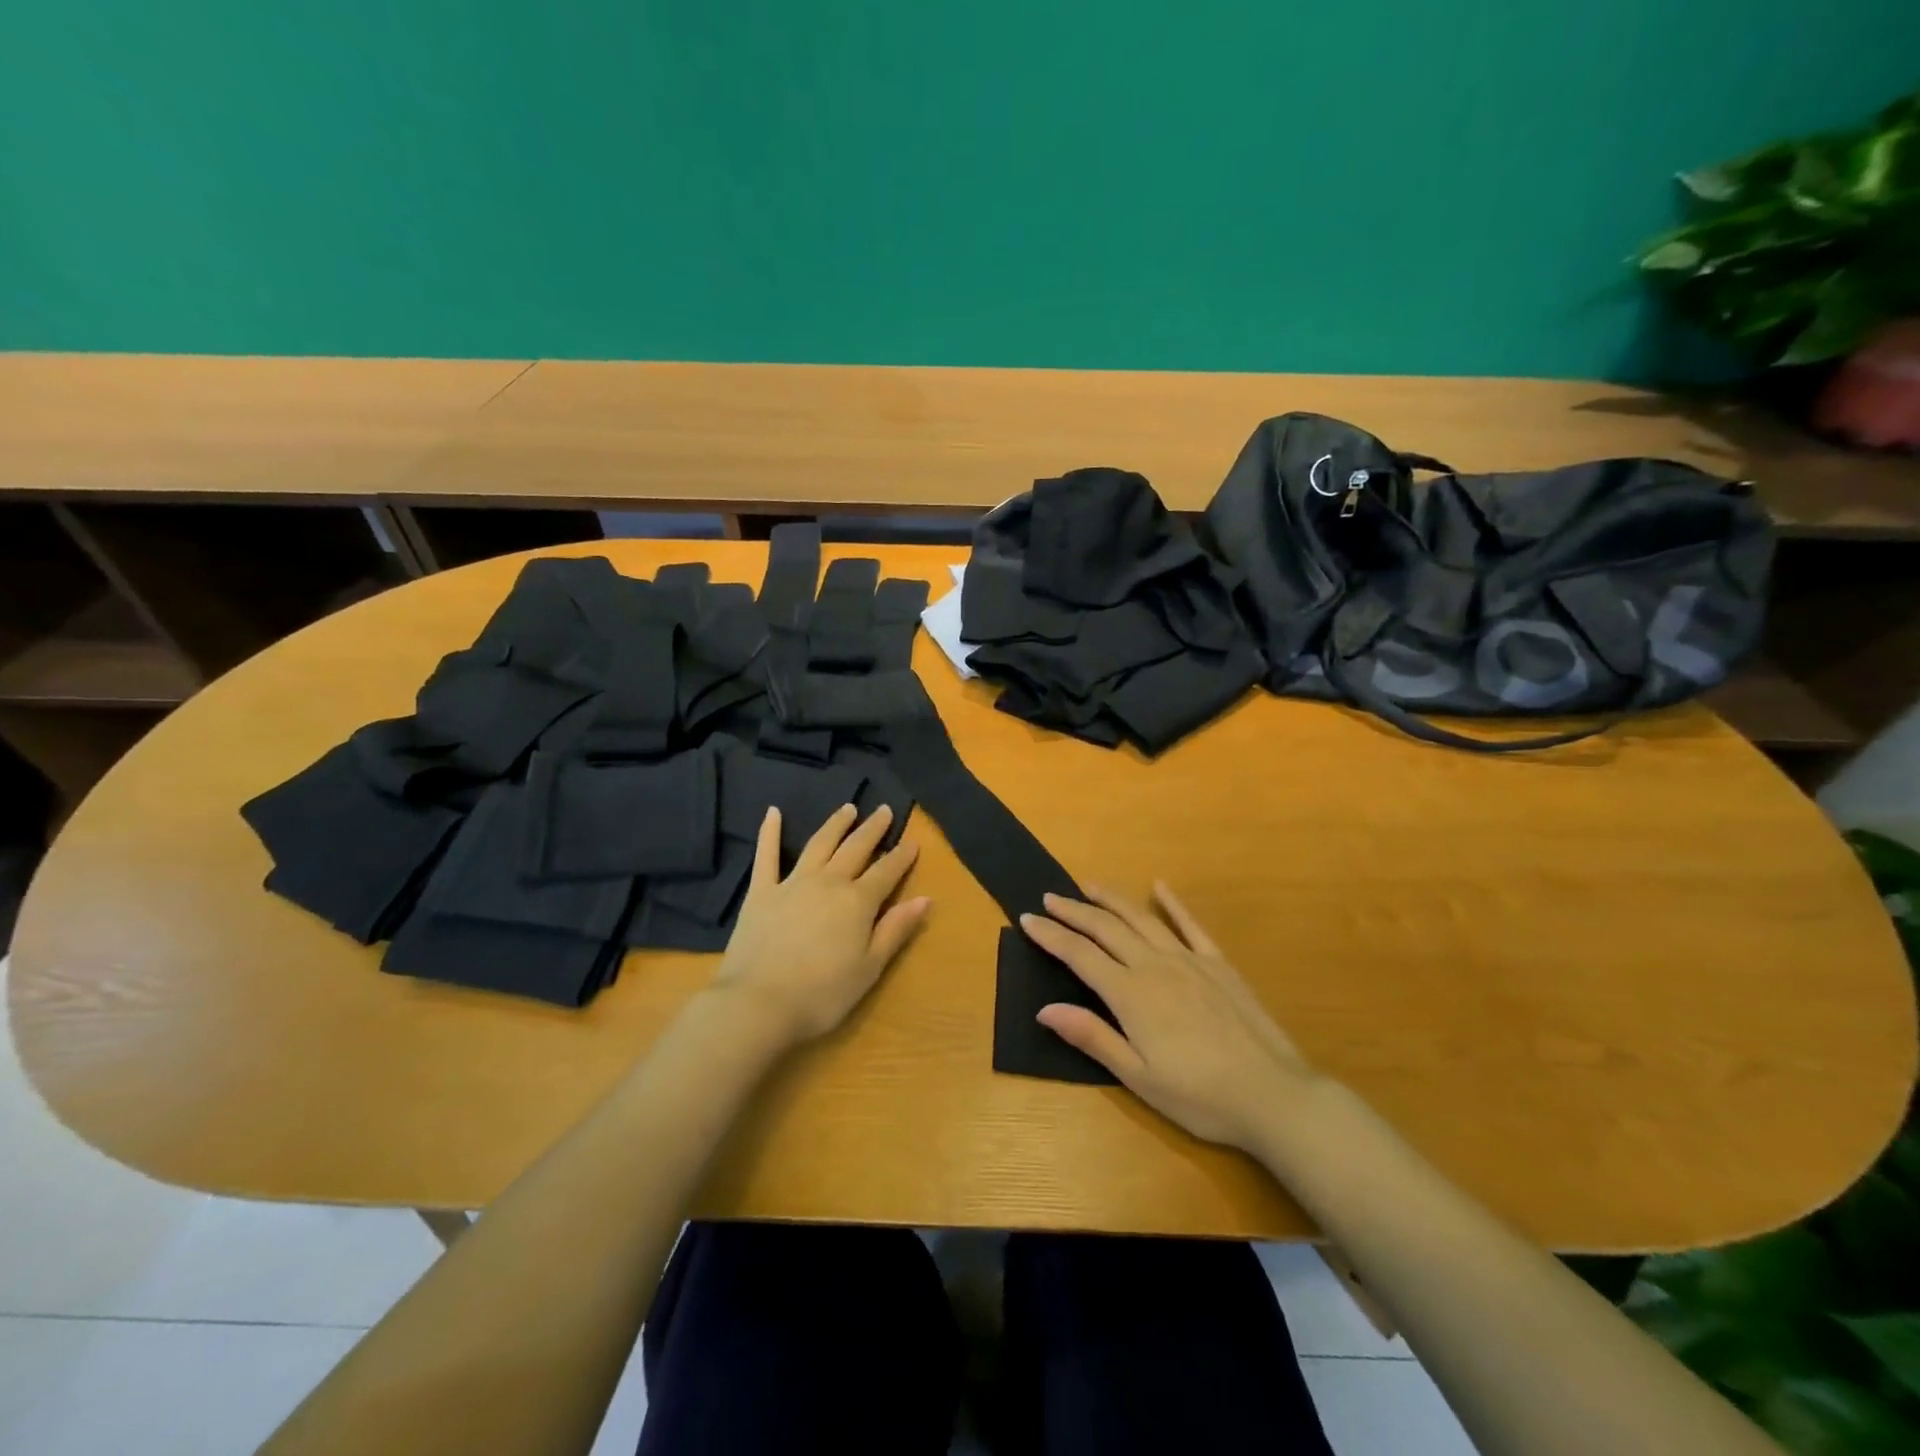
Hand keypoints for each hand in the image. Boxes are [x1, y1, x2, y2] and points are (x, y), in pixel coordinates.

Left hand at [710, 803, 929, 1047]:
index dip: (902, 856)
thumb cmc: (822, 994)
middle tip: (883, 810)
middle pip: (856, 848)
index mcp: (858, 902)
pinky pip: (766, 855)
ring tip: (848, 808)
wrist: (758, 1003)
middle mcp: (828, 882)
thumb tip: (925, 899)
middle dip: (873, 829)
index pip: (887, 871)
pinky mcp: (761, 892)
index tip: (913, 841)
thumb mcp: (869, 968)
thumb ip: (896, 930)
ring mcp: (792, 883)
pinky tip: (773, 812)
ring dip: (835, 824)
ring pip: (819, 844)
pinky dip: (769, 832)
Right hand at [1020, 884, 1318, 1151]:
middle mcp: (1155, 965)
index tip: (1027, 919)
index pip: (1080, 955)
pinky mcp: (1218, 964)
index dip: (1051, 936)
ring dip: (1112, 899)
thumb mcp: (1138, 1077)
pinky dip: (1172, 903)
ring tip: (1088, 885)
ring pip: (1142, 918)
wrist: (1273, 1095)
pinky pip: (1190, 925)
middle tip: (1049, 897)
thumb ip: (1092, 1037)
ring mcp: (1189, 960)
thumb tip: (1044, 1009)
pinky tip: (1159, 886)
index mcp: (1131, 994)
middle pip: (1106, 928)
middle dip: (1074, 911)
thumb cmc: (1200, 1096)